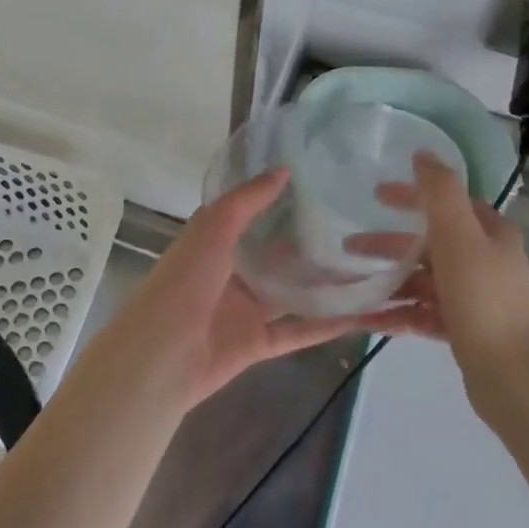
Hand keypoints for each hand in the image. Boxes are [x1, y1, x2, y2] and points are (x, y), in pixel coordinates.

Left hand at [82, 169, 384, 413]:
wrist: (160, 357)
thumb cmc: (182, 284)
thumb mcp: (212, 229)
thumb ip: (247, 201)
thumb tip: (284, 170)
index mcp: (214, 242)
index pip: (250, 215)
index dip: (278, 200)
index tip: (318, 184)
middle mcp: (230, 273)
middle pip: (275, 255)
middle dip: (308, 243)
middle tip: (356, 226)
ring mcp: (244, 311)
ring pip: (291, 294)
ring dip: (323, 285)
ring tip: (368, 268)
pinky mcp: (256, 344)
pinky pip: (297, 332)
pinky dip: (326, 326)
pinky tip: (361, 315)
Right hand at [361, 152, 528, 424]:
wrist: (509, 377)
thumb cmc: (481, 298)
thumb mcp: (458, 235)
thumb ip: (439, 191)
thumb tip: (423, 153)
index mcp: (491, 233)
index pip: (447, 202)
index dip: (411, 195)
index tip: (375, 195)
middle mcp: (487, 261)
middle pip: (430, 242)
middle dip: (388, 244)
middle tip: (349, 246)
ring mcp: (476, 298)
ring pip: (423, 279)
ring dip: (388, 280)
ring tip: (350, 288)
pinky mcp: (465, 329)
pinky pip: (424, 312)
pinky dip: (397, 312)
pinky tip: (366, 319)